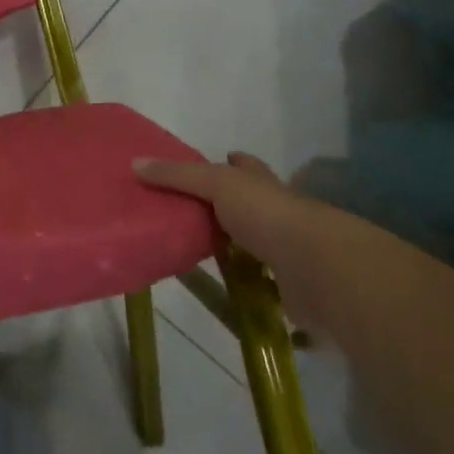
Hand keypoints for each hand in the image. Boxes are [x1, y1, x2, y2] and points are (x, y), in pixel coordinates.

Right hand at [134, 151, 350, 338]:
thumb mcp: (218, 184)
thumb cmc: (268, 215)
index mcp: (264, 185)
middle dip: (231, 207)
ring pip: (255, 246)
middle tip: (192, 213)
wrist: (317, 268)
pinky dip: (246, 288)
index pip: (247, 168)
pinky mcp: (288, 287)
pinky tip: (225, 294)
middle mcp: (278, 214)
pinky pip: (260, 286)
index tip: (221, 159)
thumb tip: (135, 163)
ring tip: (200, 254)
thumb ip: (178, 176)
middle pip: (251, 205)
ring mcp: (286, 252)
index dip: (235, 162)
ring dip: (237, 249)